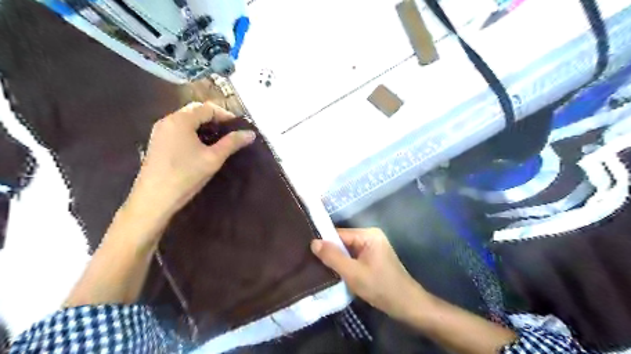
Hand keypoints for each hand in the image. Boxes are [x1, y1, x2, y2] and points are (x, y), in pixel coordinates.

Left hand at [126, 101, 252, 223]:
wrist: (154, 198)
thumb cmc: (186, 175)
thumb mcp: (213, 158)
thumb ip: (232, 143)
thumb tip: (251, 133)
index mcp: (180, 120)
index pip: (207, 108)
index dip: (225, 115)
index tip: (239, 126)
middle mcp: (168, 120)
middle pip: (195, 111)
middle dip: (215, 119)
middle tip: (230, 132)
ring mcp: (160, 131)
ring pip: (187, 120)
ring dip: (204, 126)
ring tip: (219, 139)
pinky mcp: (157, 142)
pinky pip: (179, 129)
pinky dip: (193, 132)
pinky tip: (202, 146)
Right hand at [309, 227, 428, 320]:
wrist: (407, 305)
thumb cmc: (381, 287)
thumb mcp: (353, 273)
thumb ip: (333, 257)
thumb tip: (313, 242)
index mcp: (368, 235)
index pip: (339, 234)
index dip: (324, 243)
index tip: (308, 253)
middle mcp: (371, 236)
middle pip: (343, 241)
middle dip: (331, 253)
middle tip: (312, 263)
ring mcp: (373, 247)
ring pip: (348, 250)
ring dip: (337, 260)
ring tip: (320, 268)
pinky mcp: (374, 258)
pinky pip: (354, 257)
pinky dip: (346, 264)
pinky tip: (336, 273)